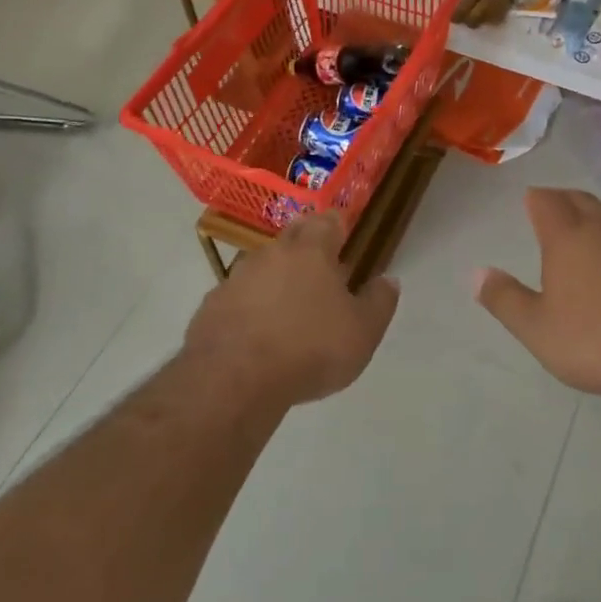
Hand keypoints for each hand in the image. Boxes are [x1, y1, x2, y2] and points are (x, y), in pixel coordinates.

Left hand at [183, 212, 397, 410]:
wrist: (233, 380)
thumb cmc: (309, 349)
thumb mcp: (363, 332)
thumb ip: (379, 302)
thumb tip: (388, 280)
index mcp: (311, 251)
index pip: (328, 221)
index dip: (338, 226)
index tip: (344, 237)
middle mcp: (272, 253)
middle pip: (292, 236)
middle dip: (306, 245)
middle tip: (320, 268)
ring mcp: (236, 277)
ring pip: (262, 266)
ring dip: (275, 277)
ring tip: (287, 306)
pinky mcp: (211, 305)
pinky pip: (236, 296)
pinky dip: (248, 306)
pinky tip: (255, 332)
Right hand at [476, 188, 600, 406]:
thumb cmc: (598, 341)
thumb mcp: (538, 330)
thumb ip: (505, 299)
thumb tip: (476, 273)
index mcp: (568, 236)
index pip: (546, 201)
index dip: (535, 200)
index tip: (530, 203)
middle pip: (580, 199)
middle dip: (564, 200)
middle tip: (554, 210)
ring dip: (598, 213)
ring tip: (591, 226)